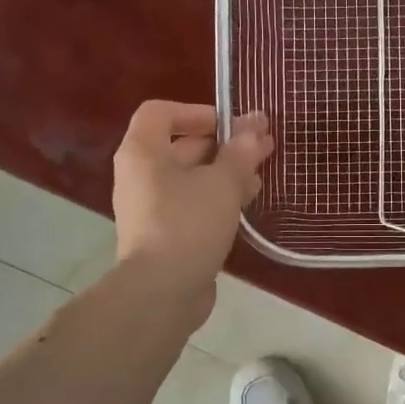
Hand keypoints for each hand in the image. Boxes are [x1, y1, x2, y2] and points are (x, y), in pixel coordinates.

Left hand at [112, 102, 273, 299]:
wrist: (162, 292)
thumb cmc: (188, 224)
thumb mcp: (222, 182)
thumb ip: (240, 152)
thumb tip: (255, 129)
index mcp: (143, 153)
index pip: (160, 112)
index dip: (196, 112)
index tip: (230, 124)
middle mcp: (141, 175)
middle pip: (182, 145)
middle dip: (224, 143)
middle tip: (263, 146)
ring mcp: (152, 207)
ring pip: (192, 177)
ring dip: (226, 171)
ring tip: (262, 174)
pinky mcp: (165, 233)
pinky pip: (193, 203)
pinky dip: (218, 197)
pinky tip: (248, 202)